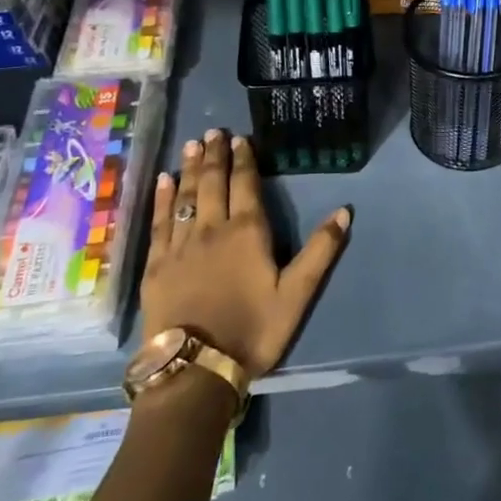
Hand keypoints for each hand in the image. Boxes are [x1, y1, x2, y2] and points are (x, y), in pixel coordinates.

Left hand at [141, 129, 349, 376]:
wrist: (197, 369)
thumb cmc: (253, 330)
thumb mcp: (297, 293)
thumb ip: (321, 250)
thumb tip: (344, 211)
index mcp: (247, 232)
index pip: (245, 184)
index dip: (243, 159)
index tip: (240, 138)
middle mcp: (211, 228)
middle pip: (212, 183)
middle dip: (215, 155)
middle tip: (214, 132)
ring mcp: (180, 245)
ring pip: (185, 196)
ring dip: (190, 168)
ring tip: (192, 145)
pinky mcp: (156, 265)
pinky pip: (159, 222)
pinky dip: (162, 198)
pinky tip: (163, 182)